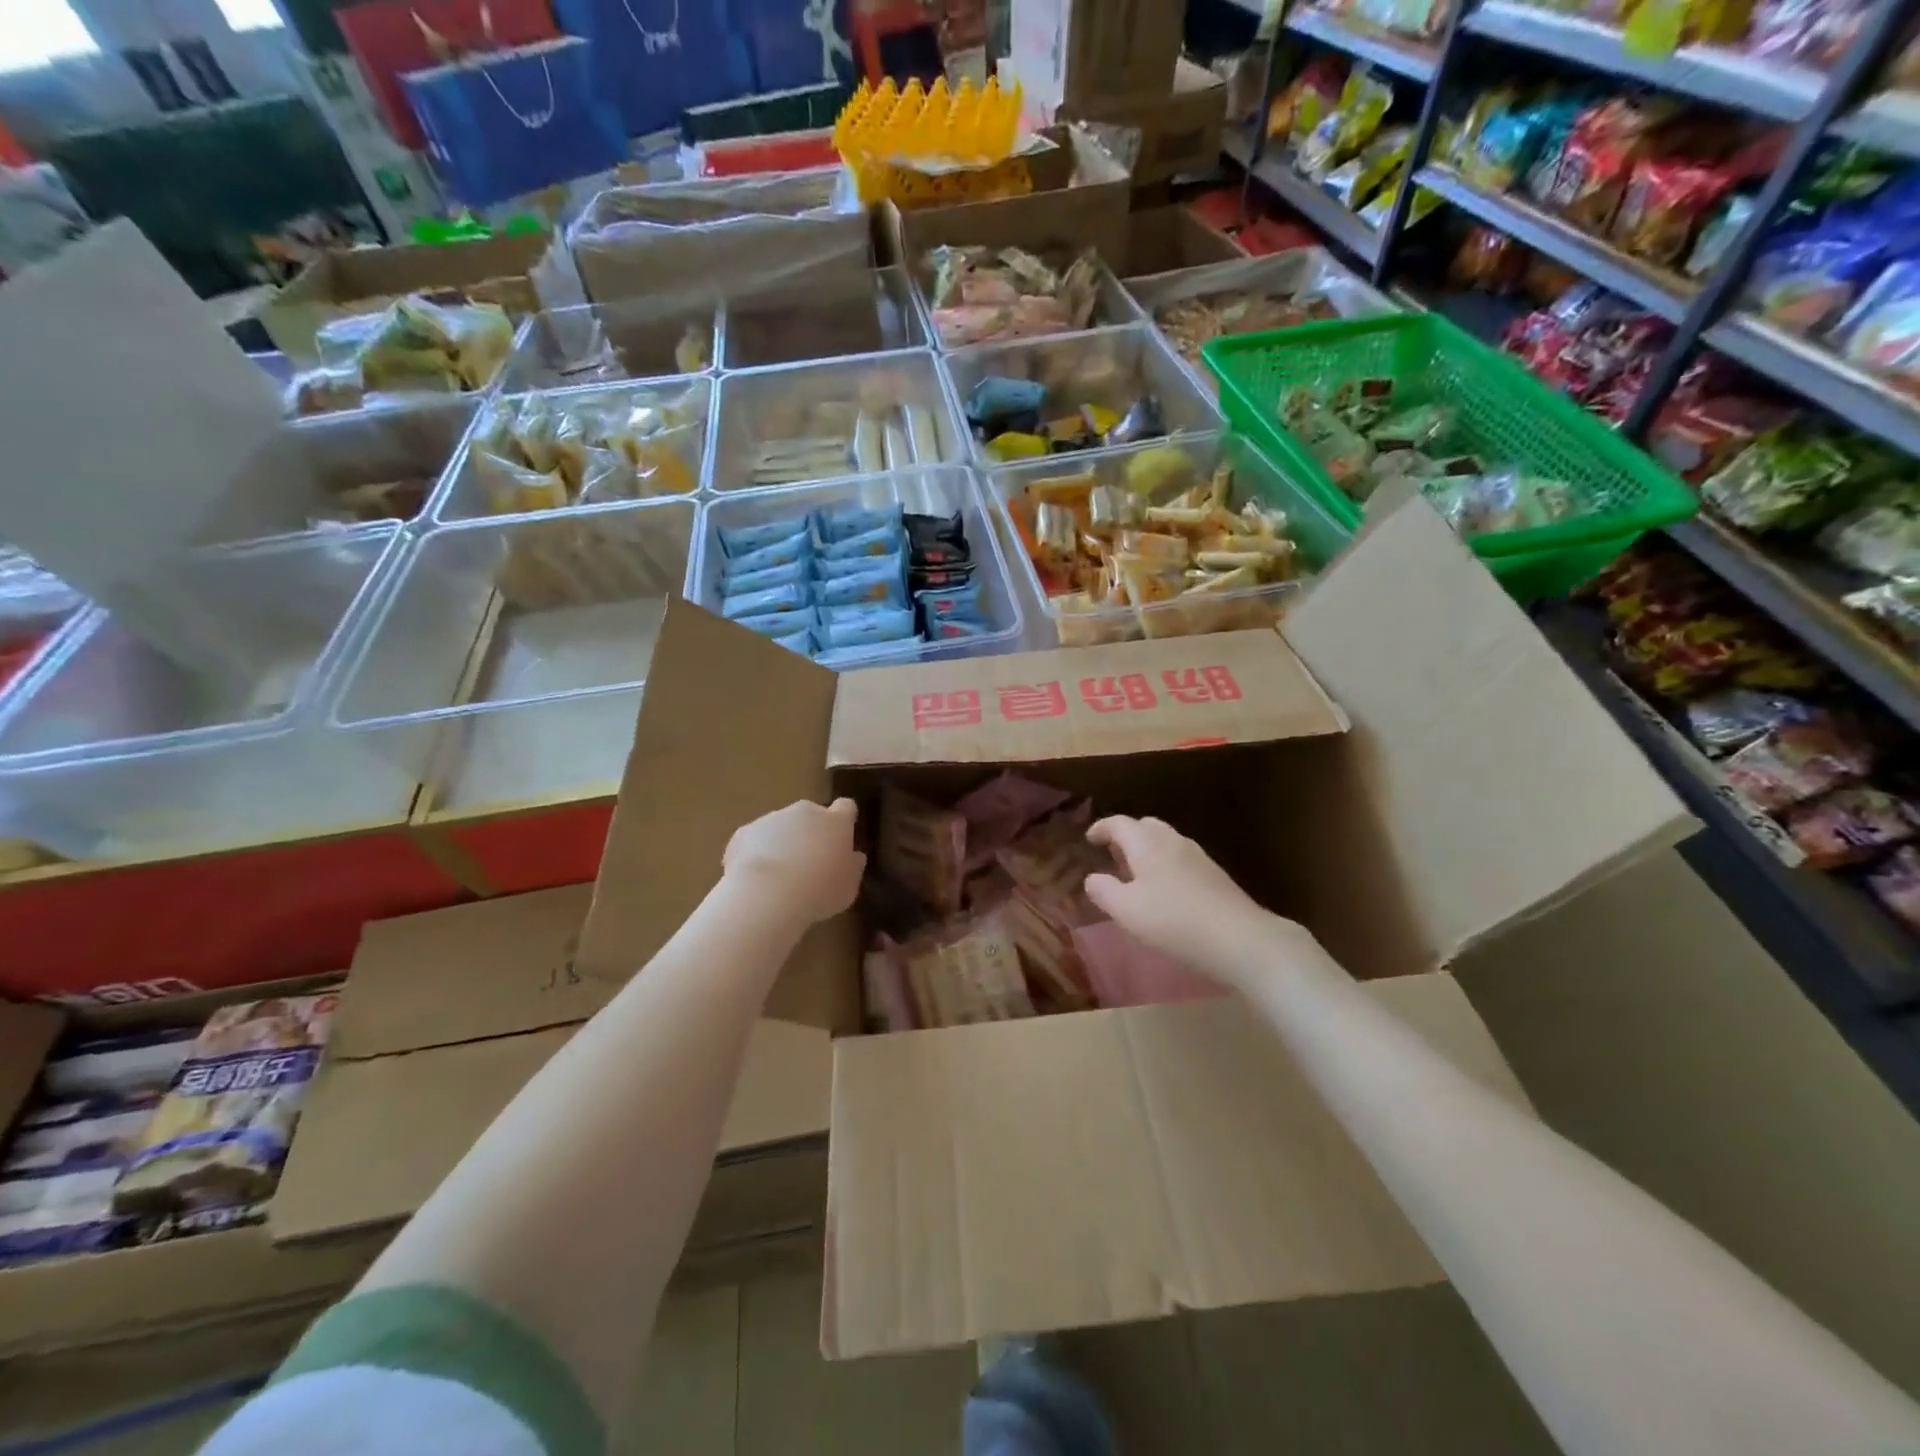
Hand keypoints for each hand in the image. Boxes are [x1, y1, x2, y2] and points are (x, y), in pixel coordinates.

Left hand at [724, 799, 865, 930]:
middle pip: (810, 815)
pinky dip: (756, 853)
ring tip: (779, 876)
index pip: (846, 807)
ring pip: (780, 826)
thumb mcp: (849, 886)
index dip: (844, 819)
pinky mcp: (745, 832)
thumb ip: (852, 867)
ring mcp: (772, 819)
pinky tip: (757, 879)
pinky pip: (754, 840)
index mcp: (835, 822)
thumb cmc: (819, 891)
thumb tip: (854, 856)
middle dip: (810, 832)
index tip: (842, 836)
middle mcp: (805, 812)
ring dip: (782, 842)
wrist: (768, 894)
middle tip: (809, 862)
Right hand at [1084, 815, 1311, 991]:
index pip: (1119, 824)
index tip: (1089, 839)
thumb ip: (1103, 891)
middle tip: (1112, 855)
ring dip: (1146, 850)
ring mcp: (1198, 856)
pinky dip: (1164, 864)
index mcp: (1147, 843)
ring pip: (1165, 841)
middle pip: (1145, 826)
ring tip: (1136, 874)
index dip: (1101, 828)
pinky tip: (1165, 890)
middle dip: (1126, 836)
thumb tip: (1092, 878)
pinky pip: (1181, 858)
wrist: (1240, 938)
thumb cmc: (1173, 921)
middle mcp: (1173, 841)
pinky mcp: (1215, 875)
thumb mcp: (1126, 911)